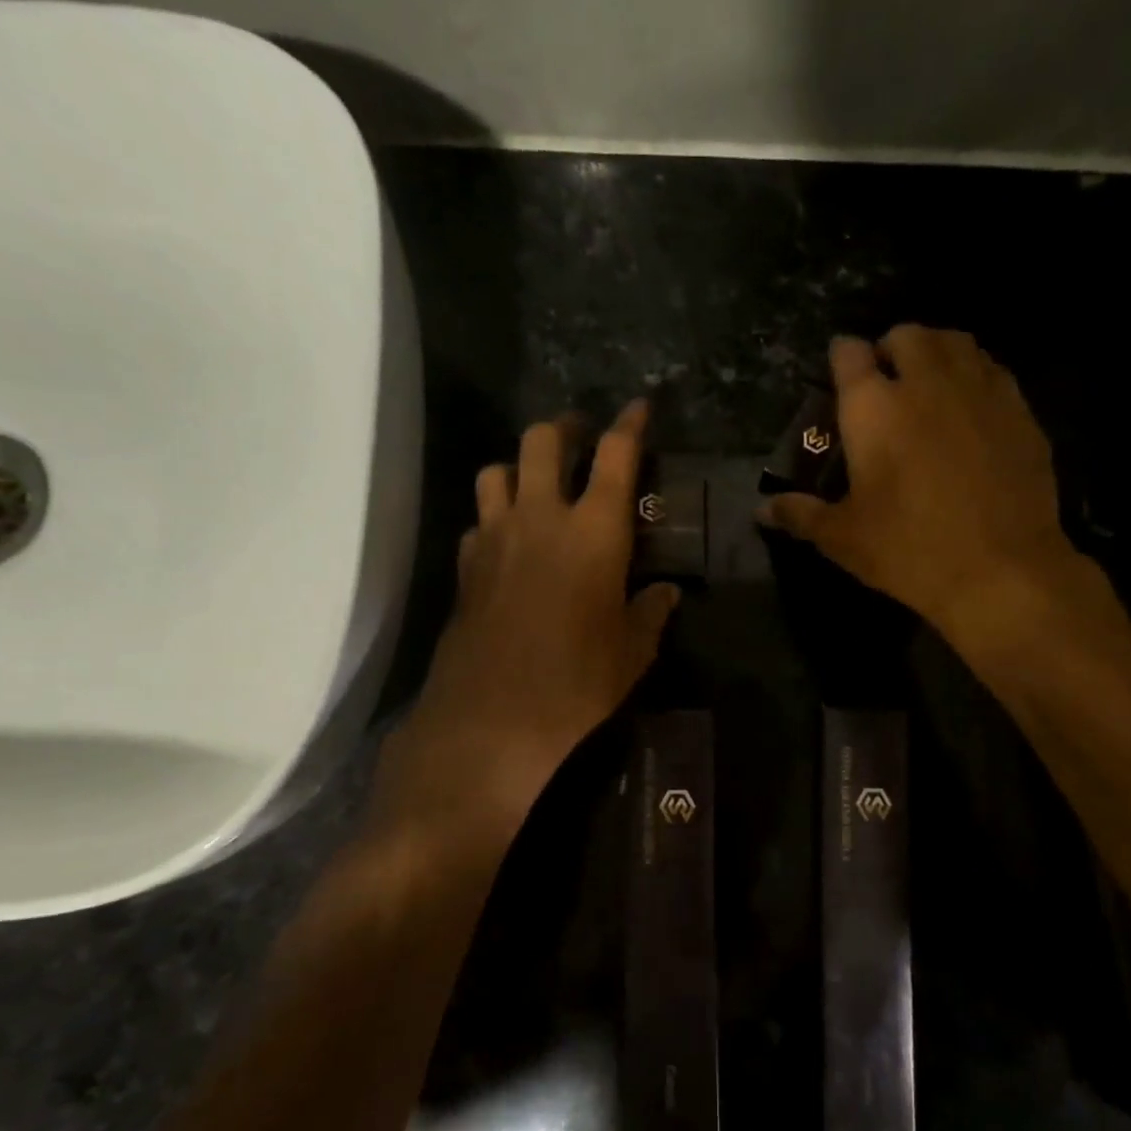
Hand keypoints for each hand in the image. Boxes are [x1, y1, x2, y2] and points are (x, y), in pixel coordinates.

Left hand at [371, 401, 678, 856]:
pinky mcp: (464, 567)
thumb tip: (666, 593)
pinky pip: (478, 519)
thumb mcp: (632, 653)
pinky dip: (495, 516)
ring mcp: (494, 538)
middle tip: (582, 437)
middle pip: (542, 440)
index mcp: (594, 531)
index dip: (630, 425)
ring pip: (497, 470)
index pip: (616, 456)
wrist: (492, 723)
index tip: (640, 407)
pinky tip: (509, 542)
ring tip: (538, 485)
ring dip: (519, 466)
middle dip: (565, 428)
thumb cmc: (578, 685)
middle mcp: (540, 518)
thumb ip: (650, 613)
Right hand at [762, 326, 1085, 638]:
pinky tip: (970, 408)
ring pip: (955, 342)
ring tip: (929, 384)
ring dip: (935, 352)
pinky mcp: (1019, 409)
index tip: (839, 372)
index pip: (849, 354)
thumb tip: (761, 510)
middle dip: (891, 349)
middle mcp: (925, 382)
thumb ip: (800, 514)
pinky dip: (974, 375)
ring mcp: (979, 390)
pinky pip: (992, 369)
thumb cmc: (908, 551)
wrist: (1000, 570)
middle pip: (907, 335)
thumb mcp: (842, 538)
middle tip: (886, 383)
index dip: (841, 357)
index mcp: (873, 408)